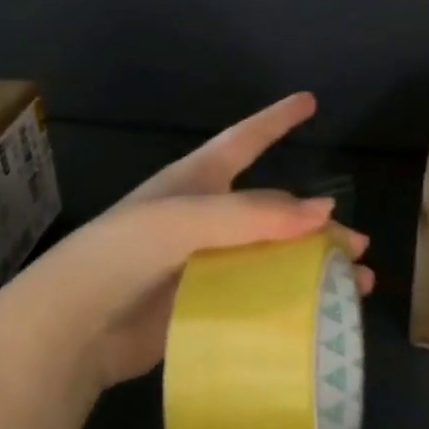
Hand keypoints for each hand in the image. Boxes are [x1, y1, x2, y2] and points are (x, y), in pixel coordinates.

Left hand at [0, 93, 372, 393]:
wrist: (73, 328)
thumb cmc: (123, 254)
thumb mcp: (186, 219)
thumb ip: (255, 214)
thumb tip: (326, 212)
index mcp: (197, 182)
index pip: (245, 139)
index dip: (276, 119)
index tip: (309, 100)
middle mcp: (206, 219)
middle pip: (276, 213)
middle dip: (317, 225)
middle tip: (355, 245)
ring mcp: (206, 263)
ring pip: (273, 258)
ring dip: (314, 269)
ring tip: (354, 285)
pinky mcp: (205, 305)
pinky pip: (258, 297)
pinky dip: (291, 303)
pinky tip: (319, 318)